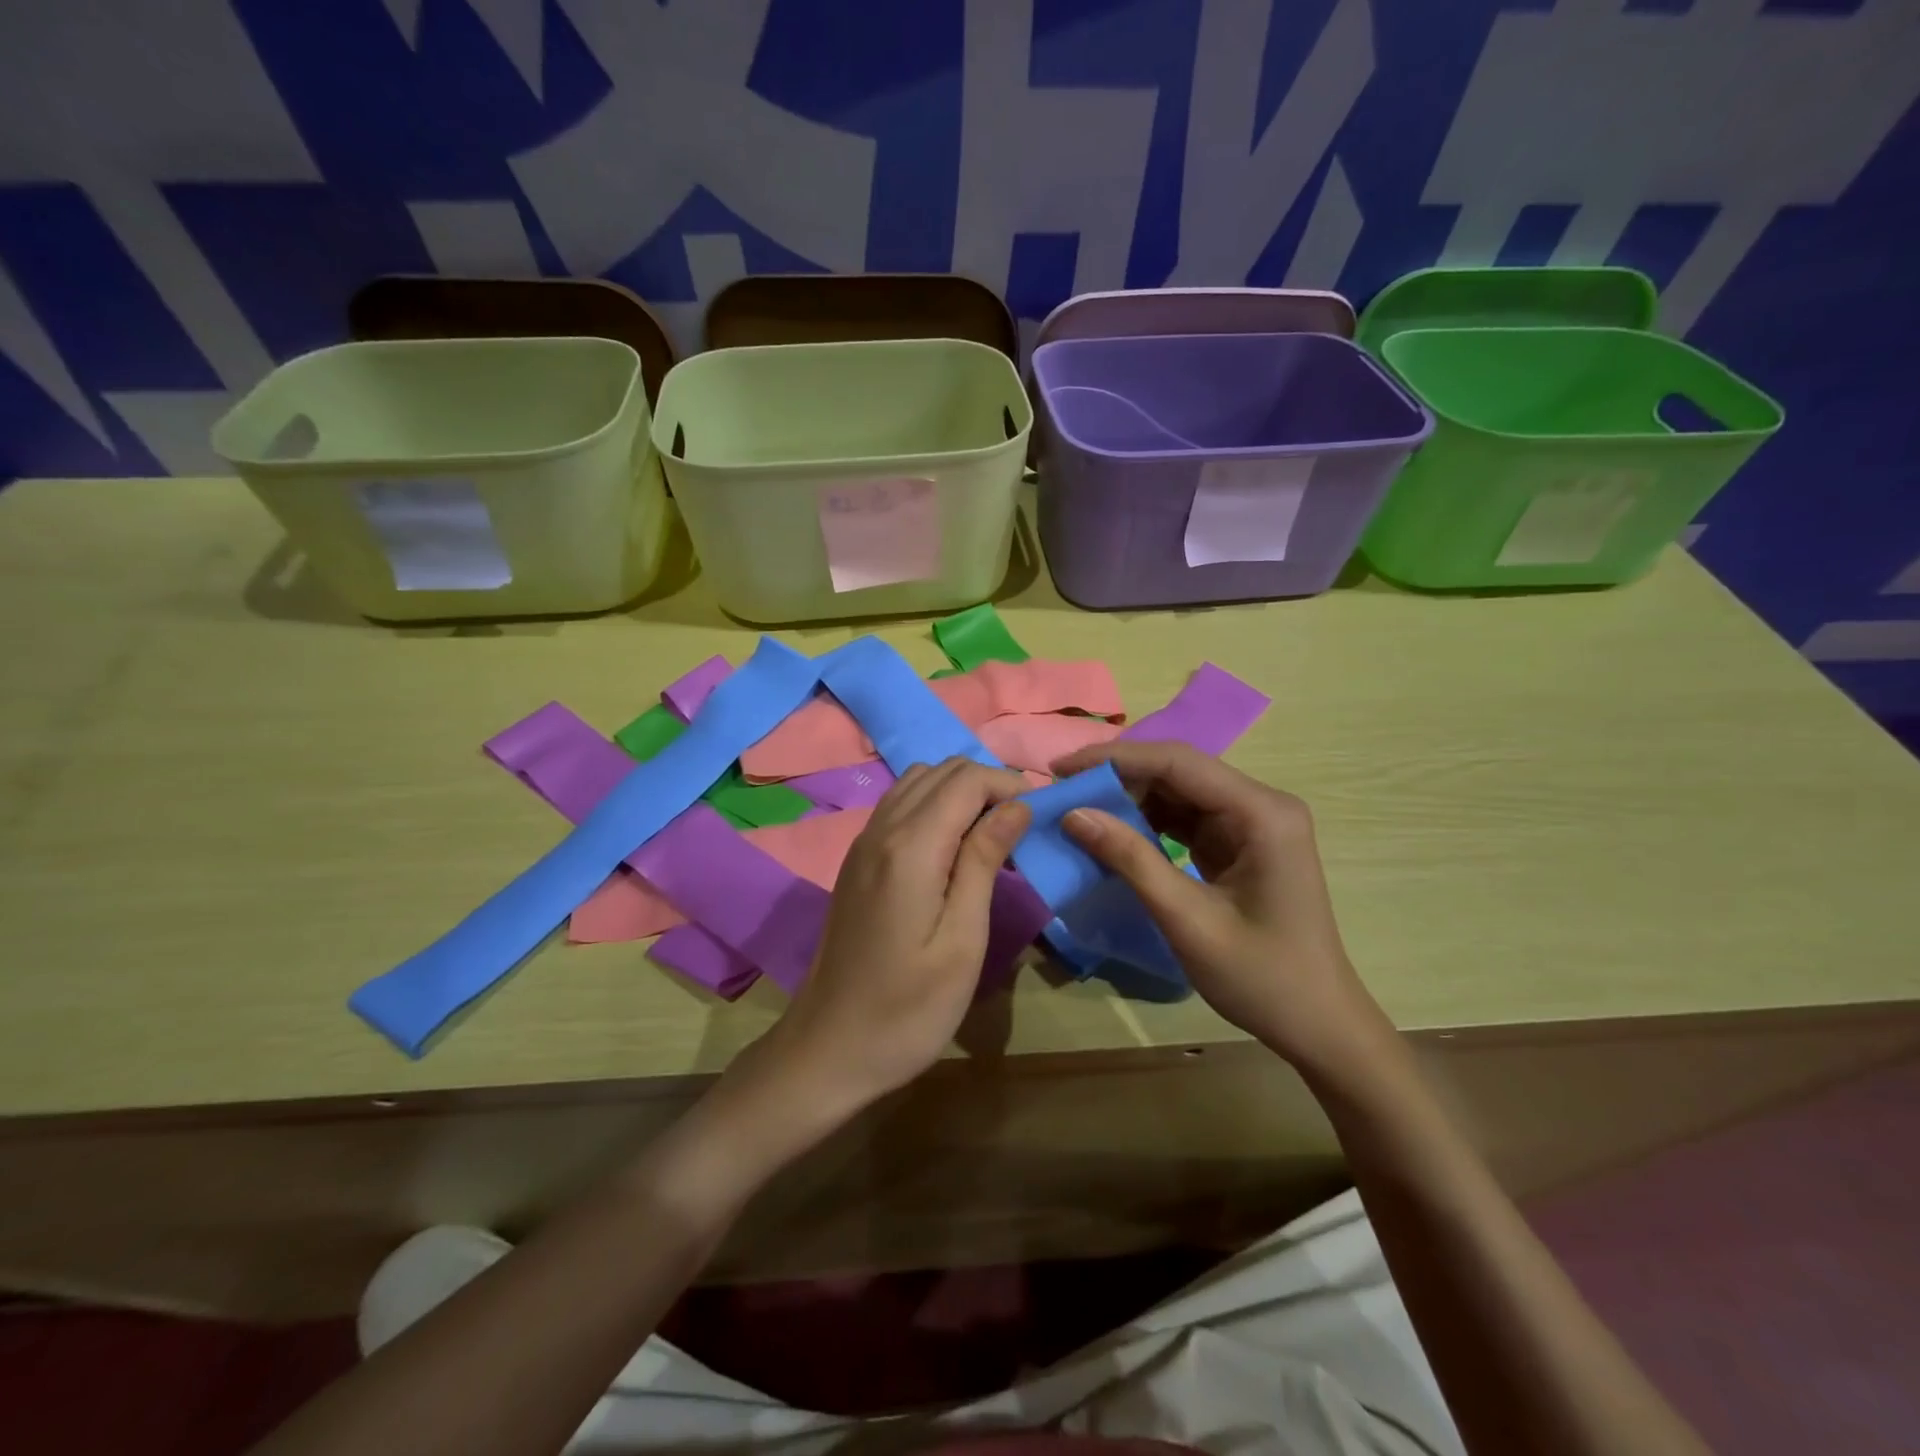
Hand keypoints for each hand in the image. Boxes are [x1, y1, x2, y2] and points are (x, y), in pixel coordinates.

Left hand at [760, 757, 1032, 1114]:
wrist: (829, 1048)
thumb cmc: (908, 1009)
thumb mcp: (962, 941)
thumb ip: (984, 862)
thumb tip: (1016, 806)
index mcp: (910, 848)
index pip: (966, 780)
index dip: (1009, 785)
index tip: (1043, 814)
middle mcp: (881, 830)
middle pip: (941, 771)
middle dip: (988, 783)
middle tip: (1023, 825)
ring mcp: (862, 843)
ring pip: (917, 782)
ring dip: (960, 791)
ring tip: (993, 832)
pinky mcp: (856, 861)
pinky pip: (899, 806)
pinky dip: (934, 805)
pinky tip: (953, 846)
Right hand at [1054, 740, 1390, 1073]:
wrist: (1319, 1026)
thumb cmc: (1262, 978)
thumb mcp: (1188, 920)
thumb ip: (1131, 860)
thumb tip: (1073, 814)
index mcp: (1261, 812)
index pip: (1178, 763)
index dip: (1116, 759)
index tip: (1062, 770)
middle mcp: (1259, 805)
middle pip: (1178, 771)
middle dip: (1118, 777)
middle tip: (1062, 792)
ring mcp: (1250, 823)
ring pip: (1178, 792)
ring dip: (1129, 799)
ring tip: (1078, 809)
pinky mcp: (1239, 843)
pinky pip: (1184, 819)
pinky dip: (1146, 823)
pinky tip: (1111, 833)